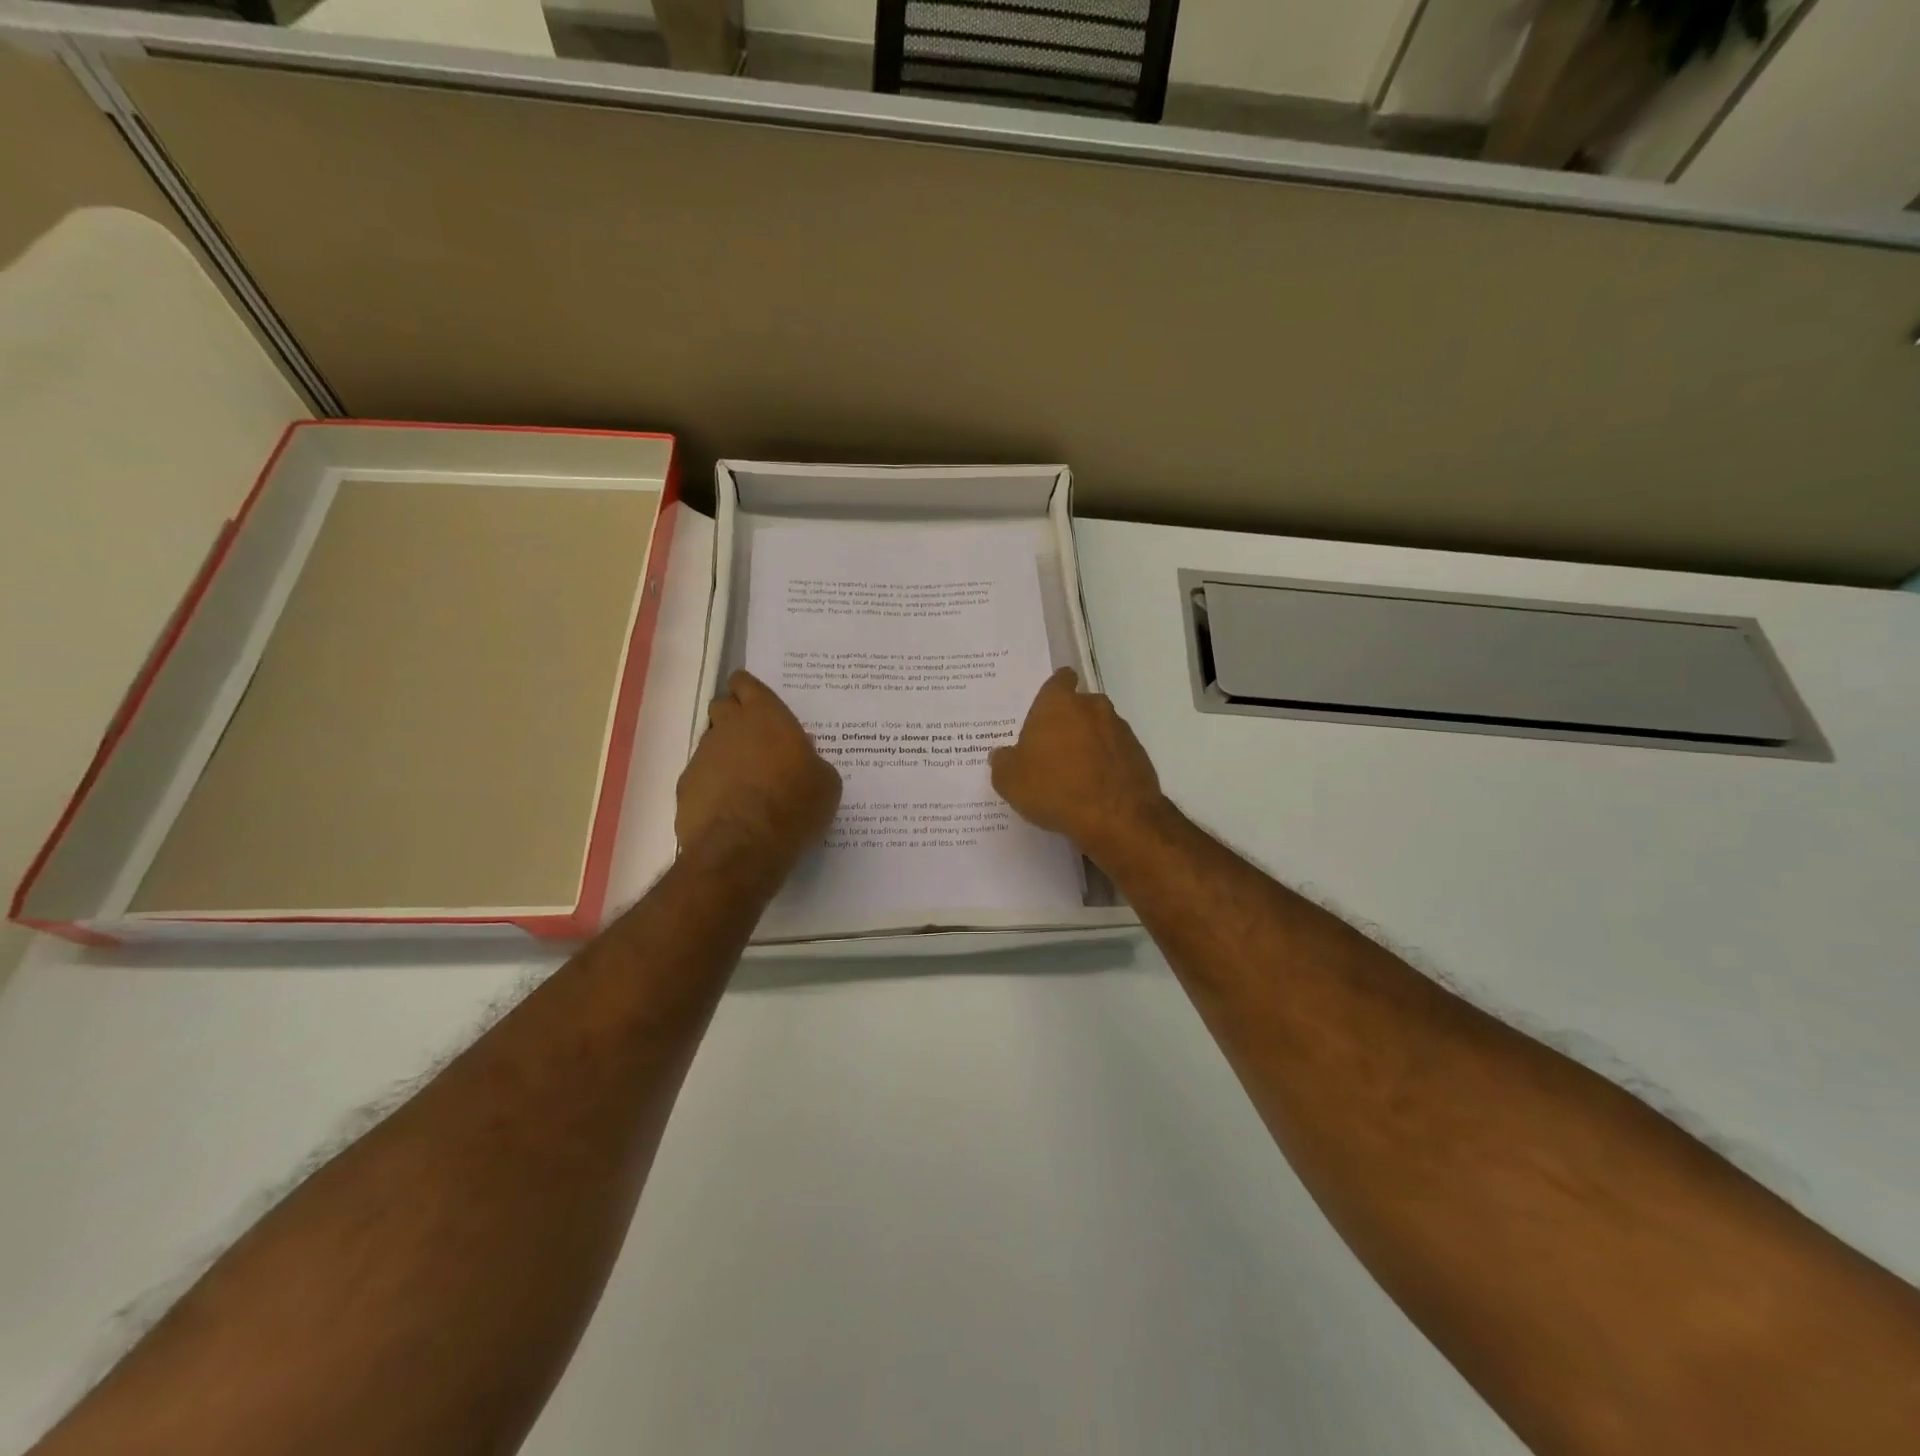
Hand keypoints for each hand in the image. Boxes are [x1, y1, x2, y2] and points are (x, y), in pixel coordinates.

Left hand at [677, 671, 840, 872]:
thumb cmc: (793, 805)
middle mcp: (729, 727)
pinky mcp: (685, 787)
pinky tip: (730, 808)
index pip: (746, 683)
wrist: (742, 847)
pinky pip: (702, 777)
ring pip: (712, 743)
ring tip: (746, 782)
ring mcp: (702, 756)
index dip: (750, 690)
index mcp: (765, 715)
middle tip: (757, 740)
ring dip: (726, 754)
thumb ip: (811, 762)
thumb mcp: (825, 782)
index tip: (759, 703)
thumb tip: (801, 764)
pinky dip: (714, 786)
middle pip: (723, 707)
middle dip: (736, 717)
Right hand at [990, 668, 1167, 861]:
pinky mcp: (1139, 755)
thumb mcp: (1010, 781)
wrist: (1116, 818)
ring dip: (1090, 744)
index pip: (1059, 680)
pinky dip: (1107, 764)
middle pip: (1080, 706)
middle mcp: (1093, 707)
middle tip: (1052, 750)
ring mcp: (1121, 730)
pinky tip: (1096, 789)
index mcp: (1058, 704)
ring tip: (1075, 775)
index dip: (1053, 691)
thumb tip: (1003, 755)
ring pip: (1100, 729)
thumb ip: (1003, 762)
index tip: (1045, 710)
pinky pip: (1116, 753)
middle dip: (1069, 722)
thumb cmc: (1054, 788)